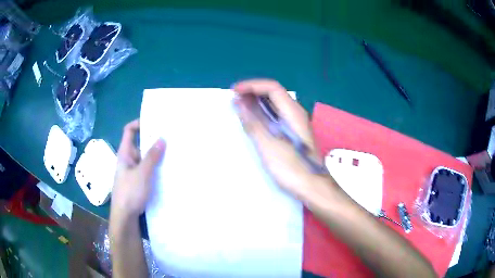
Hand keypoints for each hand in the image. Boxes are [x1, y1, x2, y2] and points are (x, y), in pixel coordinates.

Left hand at [111, 119, 165, 219]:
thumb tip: (162, 139)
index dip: (138, 123)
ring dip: (156, 155)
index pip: (129, 131)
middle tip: (169, 137)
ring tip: (172, 152)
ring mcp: (133, 172)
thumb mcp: (142, 173)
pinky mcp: (139, 182)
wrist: (125, 217)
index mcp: (125, 153)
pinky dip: (156, 167)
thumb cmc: (130, 192)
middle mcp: (128, 160)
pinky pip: (148, 170)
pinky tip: (167, 170)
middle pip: (139, 144)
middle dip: (152, 140)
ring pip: (145, 158)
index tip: (154, 121)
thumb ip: (152, 157)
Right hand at [233, 79, 326, 198]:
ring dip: (257, 103)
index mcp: (292, 112)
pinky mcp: (294, 133)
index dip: (252, 85)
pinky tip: (254, 122)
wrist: (312, 186)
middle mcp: (296, 113)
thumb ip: (253, 122)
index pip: (271, 87)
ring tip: (240, 108)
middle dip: (253, 93)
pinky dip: (263, 114)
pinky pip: (277, 116)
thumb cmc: (291, 167)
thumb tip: (239, 103)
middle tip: (235, 100)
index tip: (235, 91)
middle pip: (274, 94)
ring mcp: (296, 124)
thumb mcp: (268, 144)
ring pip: (275, 105)